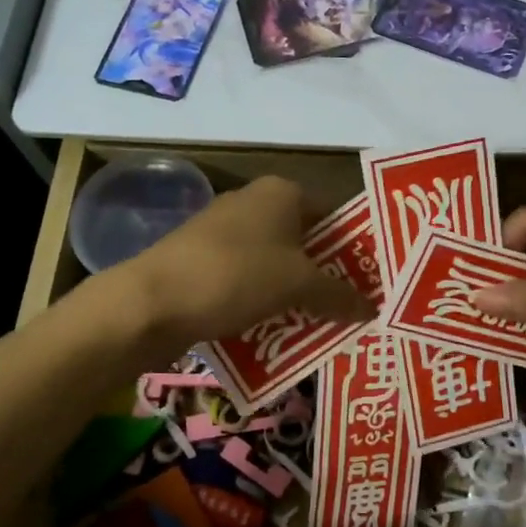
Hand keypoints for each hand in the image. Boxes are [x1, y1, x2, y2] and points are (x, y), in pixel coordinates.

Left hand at [118, 176, 371, 351]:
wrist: (152, 302)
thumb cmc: (236, 276)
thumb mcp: (298, 286)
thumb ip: (339, 296)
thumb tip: (373, 308)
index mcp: (281, 192)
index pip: (334, 215)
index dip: (354, 249)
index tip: (371, 283)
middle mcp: (253, 202)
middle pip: (305, 242)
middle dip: (326, 277)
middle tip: (351, 312)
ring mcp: (223, 232)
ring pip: (275, 265)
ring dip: (295, 295)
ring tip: (321, 329)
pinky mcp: (202, 261)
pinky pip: (247, 281)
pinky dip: (264, 303)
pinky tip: (277, 334)